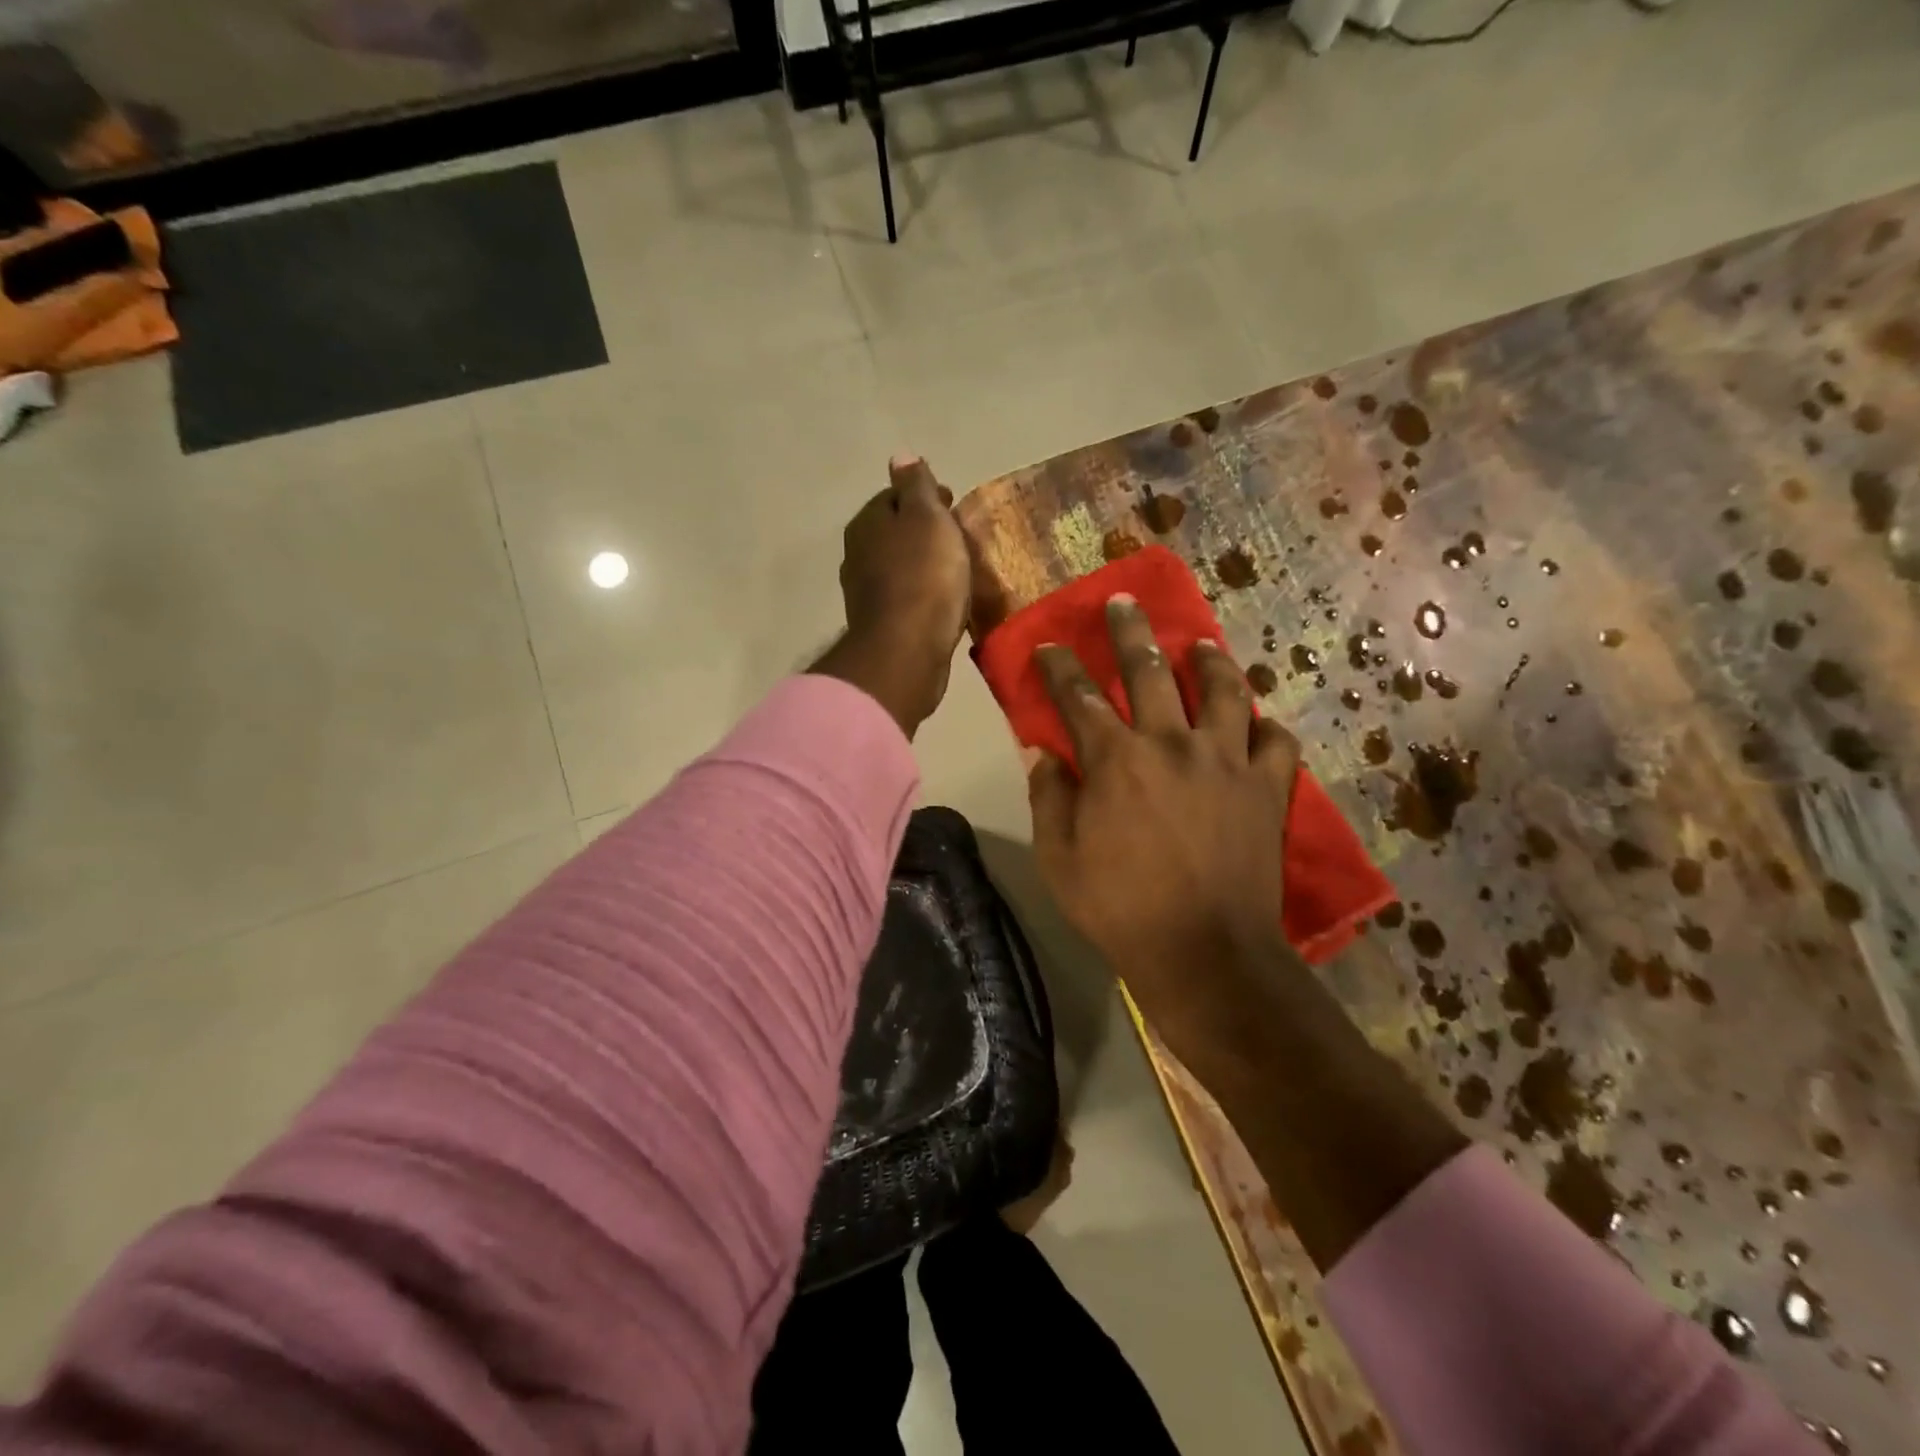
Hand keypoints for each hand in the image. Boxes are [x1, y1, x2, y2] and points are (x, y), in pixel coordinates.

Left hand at [811, 455, 971, 737]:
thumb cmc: (923, 577)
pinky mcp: (881, 627)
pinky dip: (922, 594)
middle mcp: (858, 556)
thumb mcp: (926, 518)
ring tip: (956, 570)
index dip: (924, 496)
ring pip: (899, 567)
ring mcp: (867, 594)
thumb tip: (900, 456)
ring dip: (923, 564)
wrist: (907, 651)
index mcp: (866, 524)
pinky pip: (906, 599)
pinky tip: (942, 602)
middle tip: (959, 538)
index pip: (894, 497)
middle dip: (923, 531)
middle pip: (895, 533)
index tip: (953, 504)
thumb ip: (916, 487)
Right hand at [1029, 599, 1469, 1270]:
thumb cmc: (1120, 909)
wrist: (1205, 954)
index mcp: (1116, 759)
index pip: (1080, 696)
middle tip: (1124, 602)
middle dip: (1131, 631)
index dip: (1061, 666)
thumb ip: (1048, 797)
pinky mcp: (1267, 787)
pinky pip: (1276, 740)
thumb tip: (1041, 751)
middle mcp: (1172, 743)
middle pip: (1151, 669)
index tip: (1050, 646)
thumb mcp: (1059, 860)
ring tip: (1201, 643)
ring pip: (1224, 689)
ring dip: (1209, 659)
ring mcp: (1227, 760)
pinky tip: (1258, 722)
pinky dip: (1266, 725)